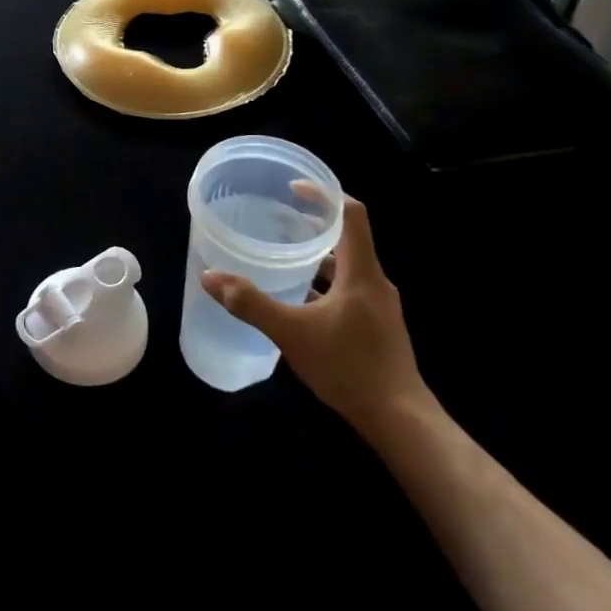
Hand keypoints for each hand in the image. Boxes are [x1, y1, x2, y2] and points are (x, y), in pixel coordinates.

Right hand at [200, 197, 425, 437]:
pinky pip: (348, 291)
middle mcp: (375, 282)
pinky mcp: (377, 327)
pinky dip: (324, 284)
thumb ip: (250, 303)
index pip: (351, 215)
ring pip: (347, 267)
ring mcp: (379, 307)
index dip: (324, 196)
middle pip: (347, 239)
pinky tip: (298, 300)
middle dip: (313, 225)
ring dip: (317, 257)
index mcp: (361, 272)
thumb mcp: (291, 332)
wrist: (400, 421)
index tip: (293, 189)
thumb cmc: (348, 367)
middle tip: (277, 219)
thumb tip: (210, 277)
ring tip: (282, 255)